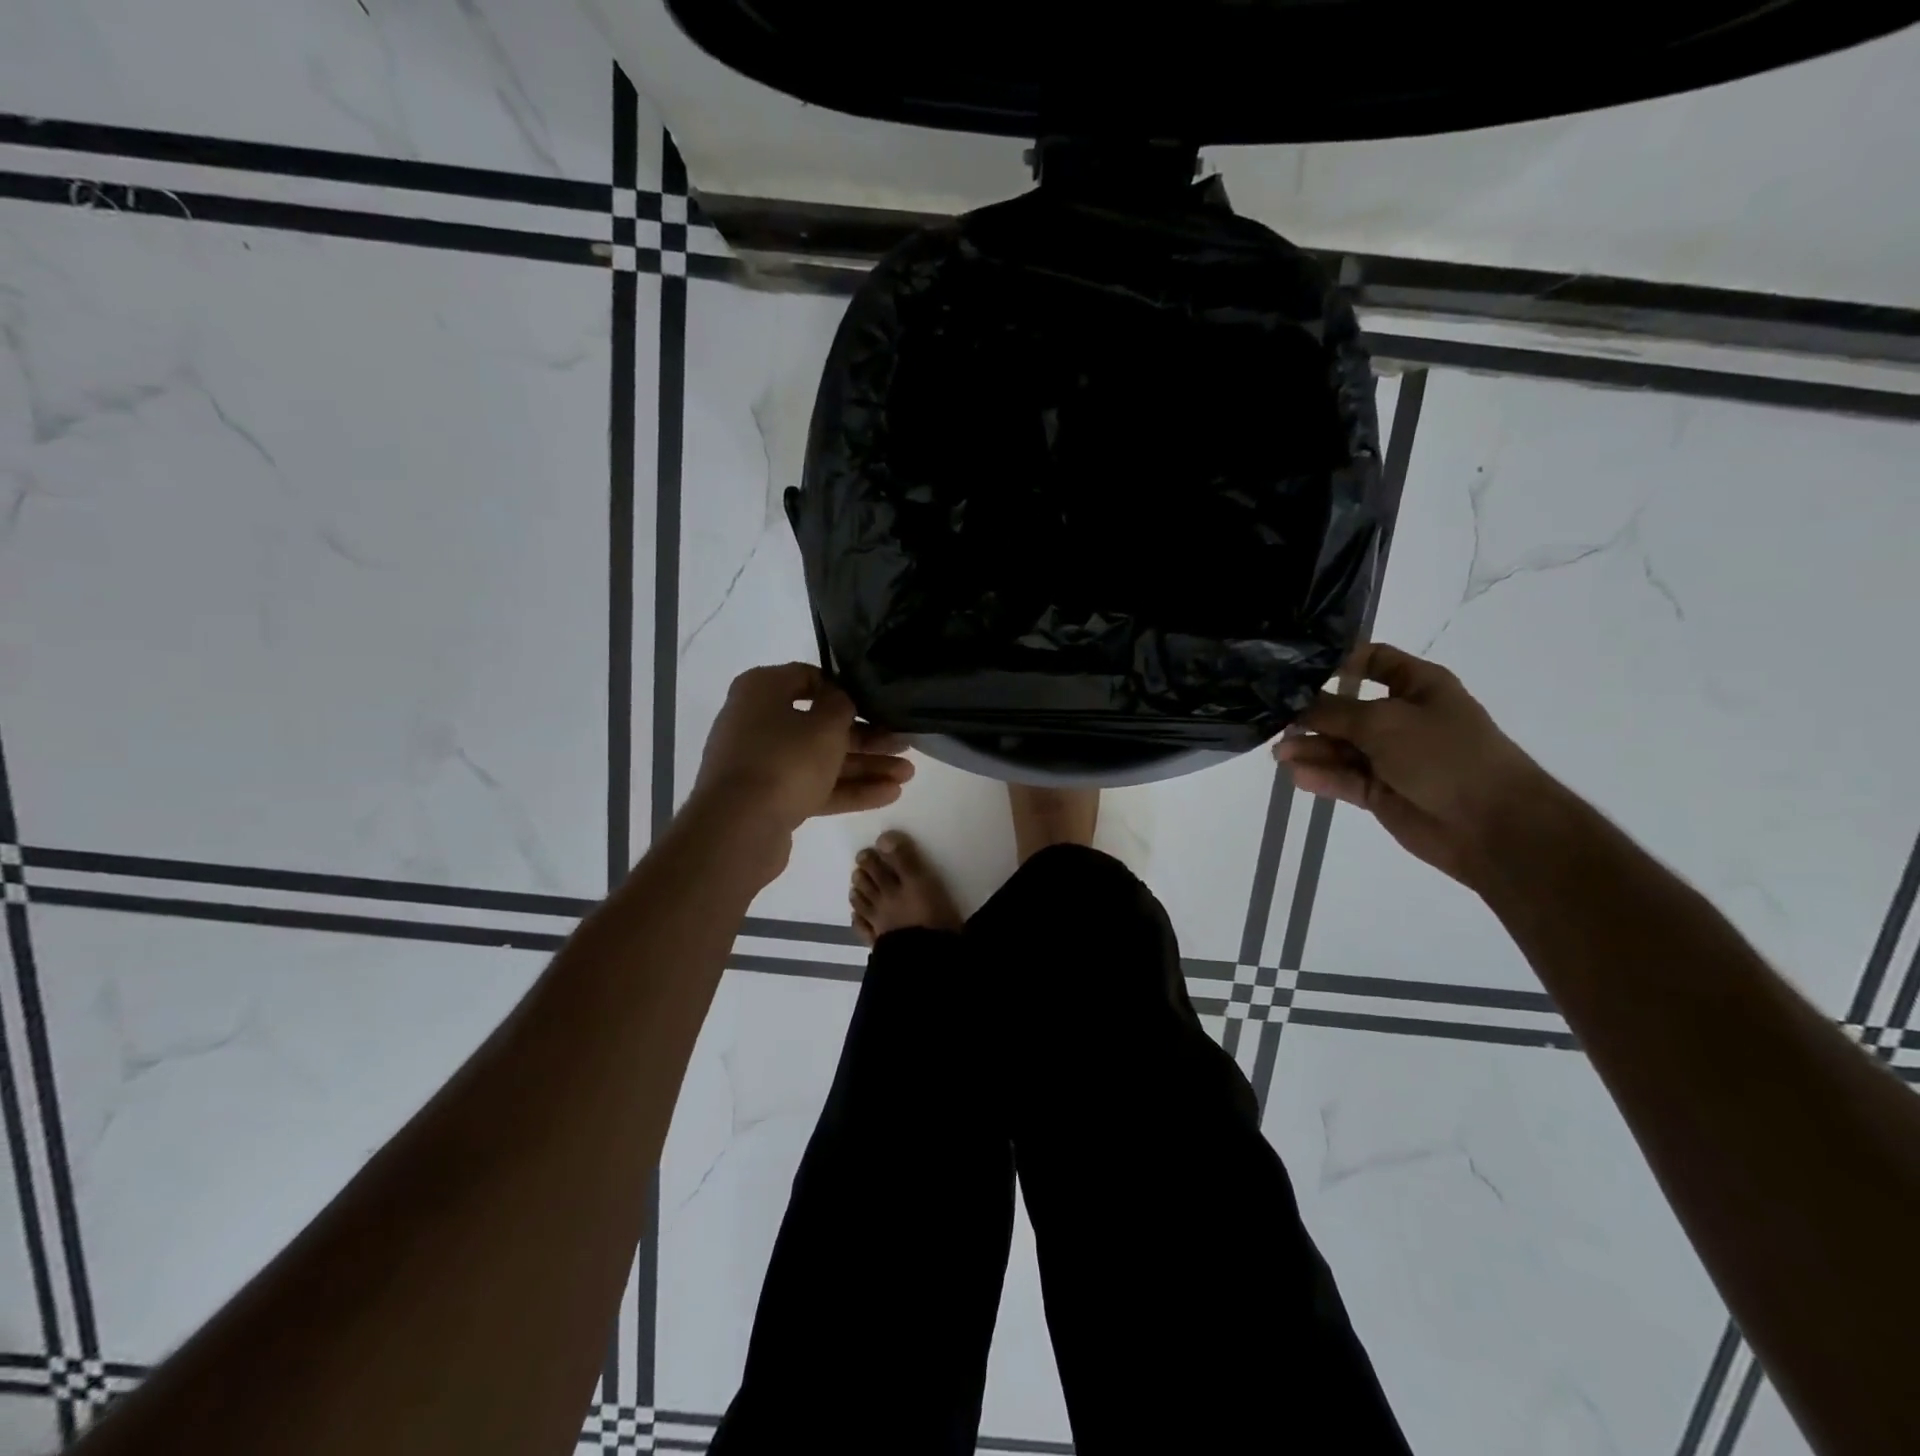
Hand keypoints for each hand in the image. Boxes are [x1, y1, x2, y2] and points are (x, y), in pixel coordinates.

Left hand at [692, 663, 913, 841]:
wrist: (738, 827)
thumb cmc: (785, 759)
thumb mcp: (825, 724)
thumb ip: (842, 704)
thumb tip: (840, 699)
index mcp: (762, 690)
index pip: (808, 678)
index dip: (845, 690)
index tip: (876, 703)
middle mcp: (758, 721)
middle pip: (820, 724)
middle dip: (866, 737)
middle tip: (904, 744)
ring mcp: (762, 763)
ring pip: (821, 759)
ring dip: (864, 765)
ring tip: (908, 774)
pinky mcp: (770, 798)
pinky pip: (814, 786)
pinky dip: (848, 789)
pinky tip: (889, 795)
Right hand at [1273, 643, 1551, 885]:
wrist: (1491, 825)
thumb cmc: (1444, 754)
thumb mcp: (1384, 721)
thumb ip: (1333, 711)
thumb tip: (1292, 704)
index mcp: (1417, 686)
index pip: (1372, 660)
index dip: (1337, 661)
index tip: (1295, 669)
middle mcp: (1401, 717)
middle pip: (1345, 707)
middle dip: (1311, 713)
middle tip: (1274, 719)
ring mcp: (1390, 756)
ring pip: (1339, 746)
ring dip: (1311, 748)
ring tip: (1280, 754)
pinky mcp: (1379, 791)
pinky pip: (1343, 777)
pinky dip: (1321, 776)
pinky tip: (1298, 775)